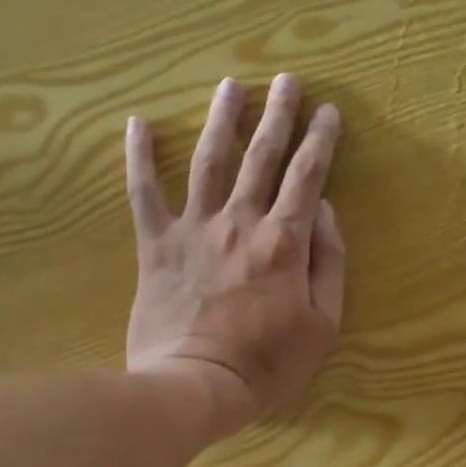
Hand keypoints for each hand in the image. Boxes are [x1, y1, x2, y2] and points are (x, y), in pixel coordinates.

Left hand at [126, 75, 344, 438]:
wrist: (195, 386)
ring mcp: (194, 229)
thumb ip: (328, 263)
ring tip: (231, 85)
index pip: (307, 178)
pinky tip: (137, 122)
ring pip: (209, 160)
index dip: (320, 141)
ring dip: (222, 119)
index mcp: (284, 241)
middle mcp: (240, 222)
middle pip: (262, 157)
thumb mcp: (322, 324)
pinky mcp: (156, 244)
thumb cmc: (267, 364)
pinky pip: (144, 192)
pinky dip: (138, 156)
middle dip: (278, 115)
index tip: (328, 112)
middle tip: (287, 80)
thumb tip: (326, 212)